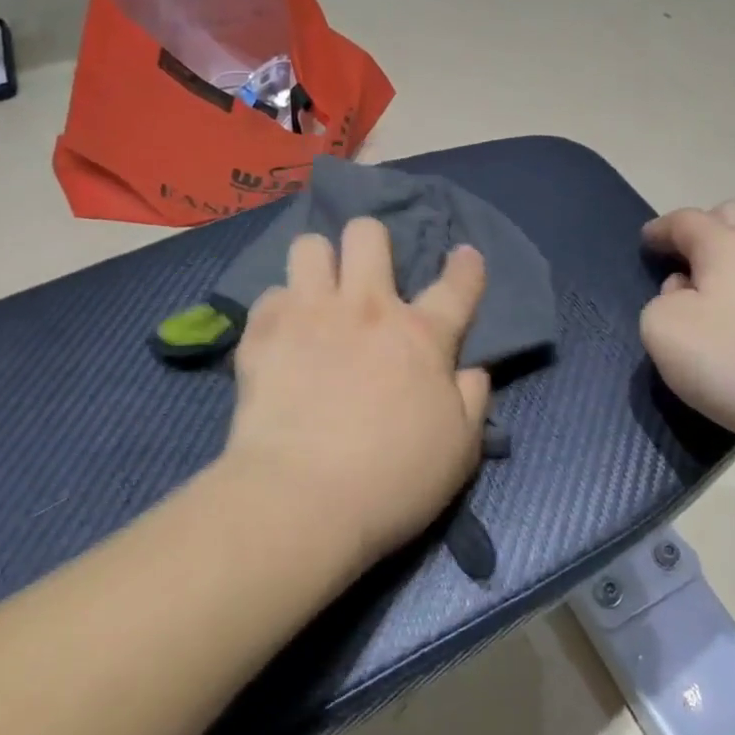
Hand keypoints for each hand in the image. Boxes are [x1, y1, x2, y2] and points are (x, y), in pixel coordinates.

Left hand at [223, 218, 491, 569]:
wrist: (301, 501)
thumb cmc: (393, 480)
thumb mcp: (459, 449)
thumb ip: (472, 400)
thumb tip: (472, 370)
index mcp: (420, 336)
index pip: (456, 286)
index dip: (466, 267)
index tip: (464, 256)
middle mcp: (365, 309)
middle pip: (367, 234)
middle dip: (370, 242)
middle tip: (368, 275)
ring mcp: (309, 316)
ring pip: (309, 247)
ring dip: (318, 264)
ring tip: (318, 292)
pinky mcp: (262, 336)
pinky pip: (269, 296)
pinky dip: (279, 310)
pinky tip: (283, 334)